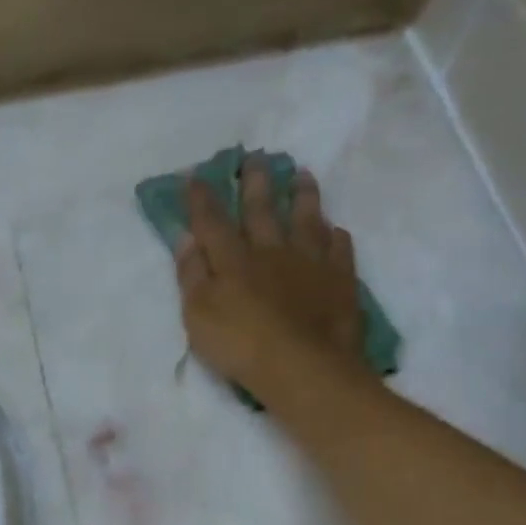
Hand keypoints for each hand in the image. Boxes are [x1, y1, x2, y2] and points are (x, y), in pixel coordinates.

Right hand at [174, 156, 367, 397]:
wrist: (302, 367)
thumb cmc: (240, 345)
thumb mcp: (198, 315)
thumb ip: (191, 276)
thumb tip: (186, 239)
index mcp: (233, 261)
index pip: (212, 222)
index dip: (202, 199)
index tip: (196, 175)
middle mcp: (272, 251)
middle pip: (262, 210)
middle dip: (255, 183)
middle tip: (256, 157)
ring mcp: (310, 263)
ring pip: (306, 220)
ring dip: (303, 196)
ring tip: (303, 174)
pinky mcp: (340, 281)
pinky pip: (339, 250)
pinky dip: (336, 237)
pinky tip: (336, 230)